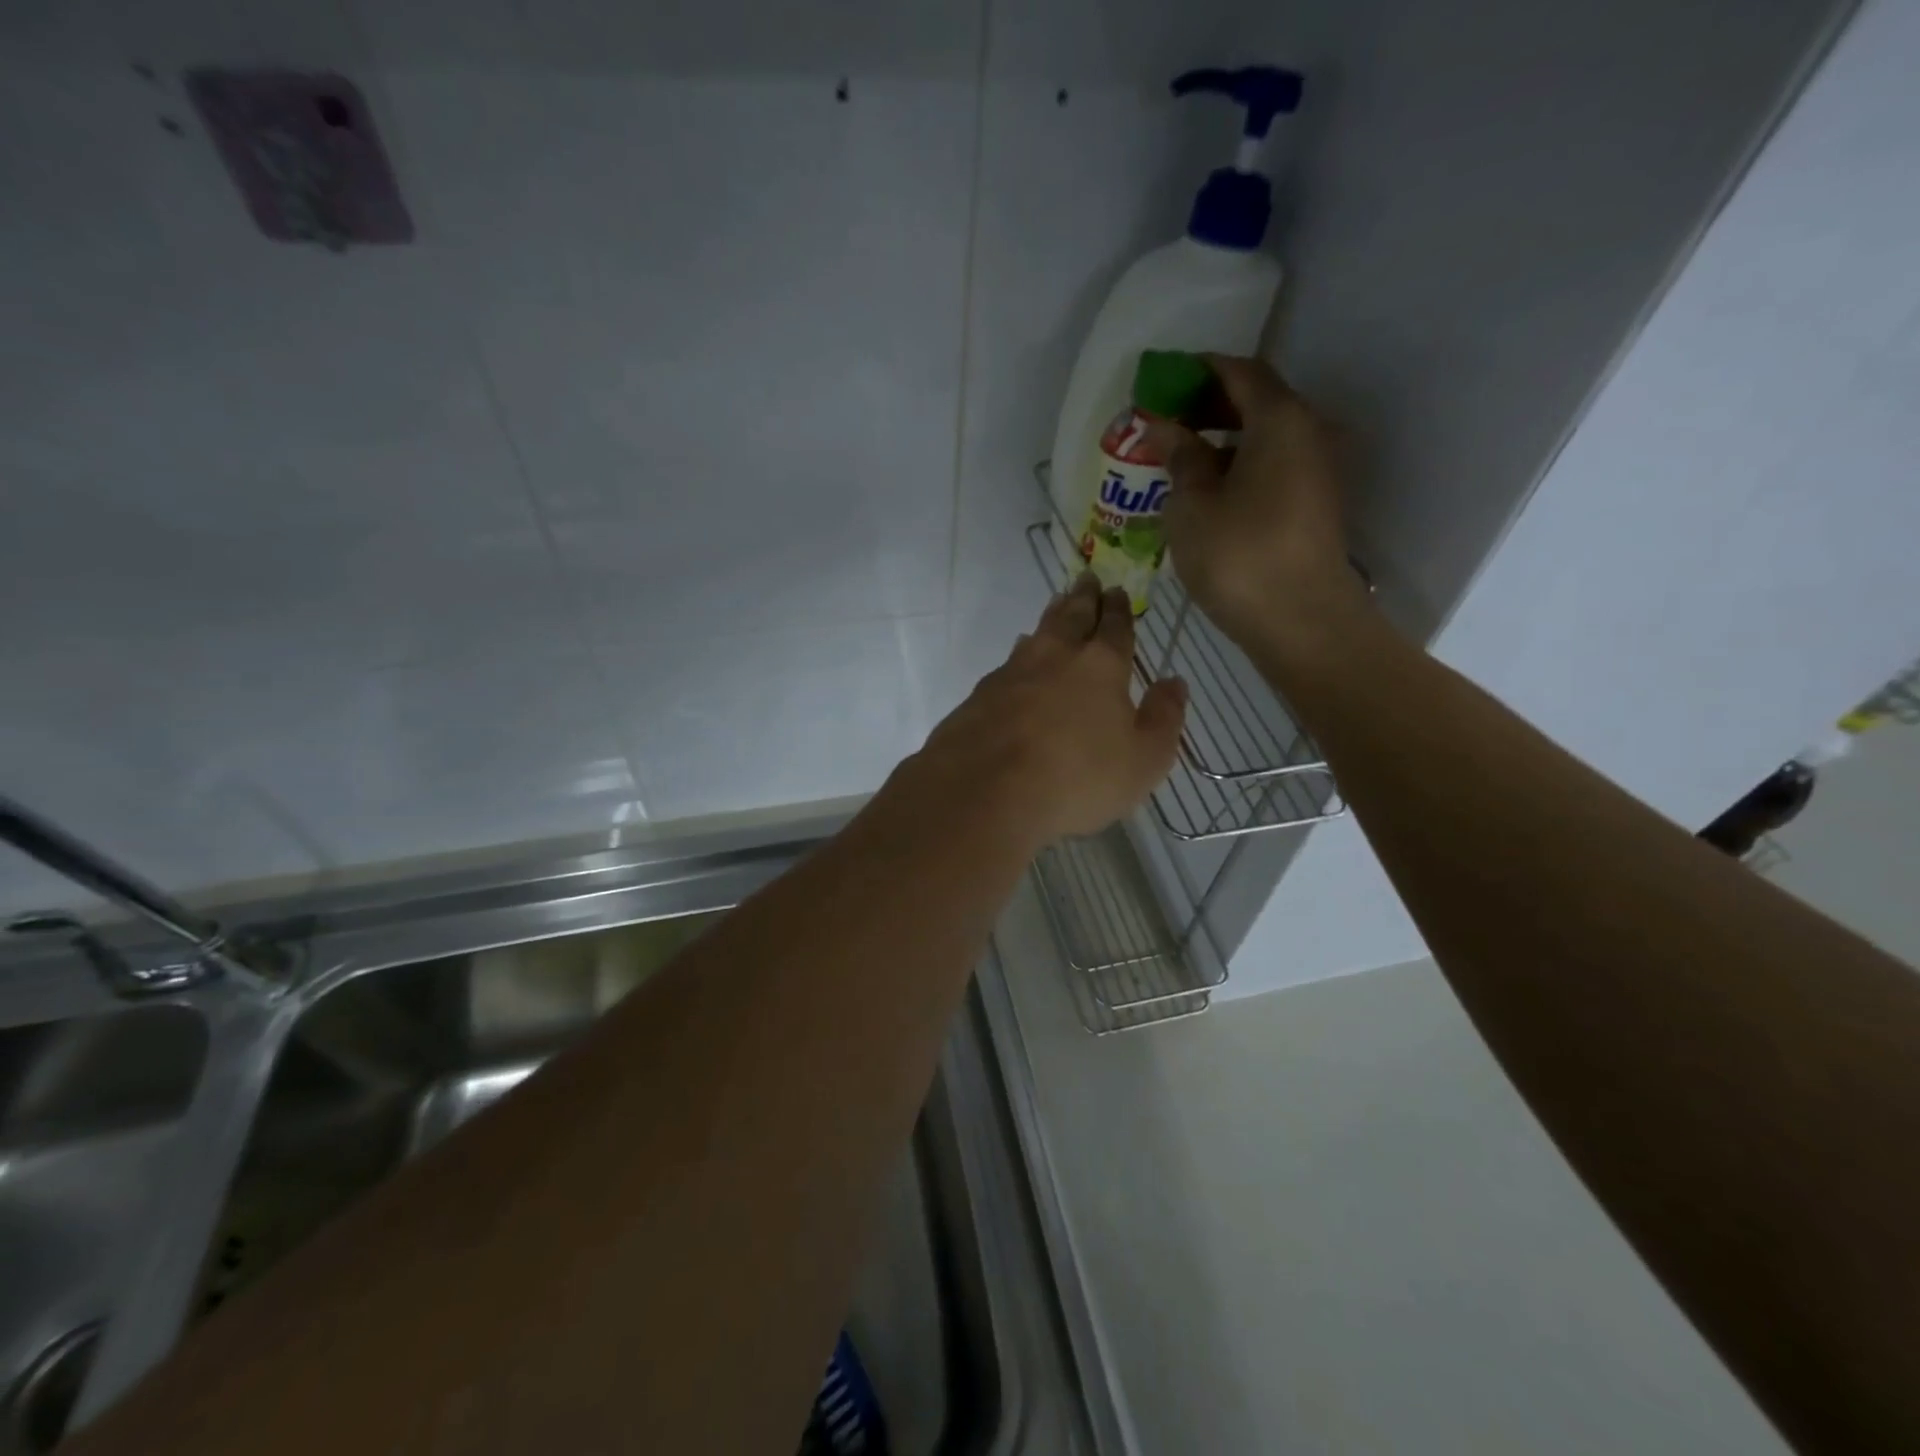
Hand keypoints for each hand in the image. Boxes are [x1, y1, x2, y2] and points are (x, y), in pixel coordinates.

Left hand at [915, 576, 1186, 847]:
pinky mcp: (980, 695)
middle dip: (1084, 597)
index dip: (1119, 609)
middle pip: (1072, 616)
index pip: (1115, 627)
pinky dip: (1021, 652)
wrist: (985, 792)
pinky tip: (1019, 656)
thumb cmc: (1077, 779)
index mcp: (1101, 666)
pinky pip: (1009, 662)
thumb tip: (1175, 681)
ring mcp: (1012, 672)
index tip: (1118, 591)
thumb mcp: (1143, 760)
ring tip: (1057, 603)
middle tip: (1087, 578)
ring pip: (1038, 633)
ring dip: (1051, 616)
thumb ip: (1164, 718)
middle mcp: (1055, 657)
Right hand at [1148, 355, 1368, 655]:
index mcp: (1280, 420)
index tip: (1162, 382)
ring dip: (1224, 440)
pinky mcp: (1316, 503)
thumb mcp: (1193, 506)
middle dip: (1209, 406)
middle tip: (1165, 423)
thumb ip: (1180, 458)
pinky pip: (1275, 466)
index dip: (1199, 372)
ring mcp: (1318, 470)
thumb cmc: (1239, 557)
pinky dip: (1241, 466)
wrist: (1302, 621)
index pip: (1239, 373)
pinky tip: (1209, 491)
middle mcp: (1309, 432)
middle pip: (1258, 402)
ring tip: (1180, 460)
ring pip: (1266, 437)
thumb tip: (1164, 428)